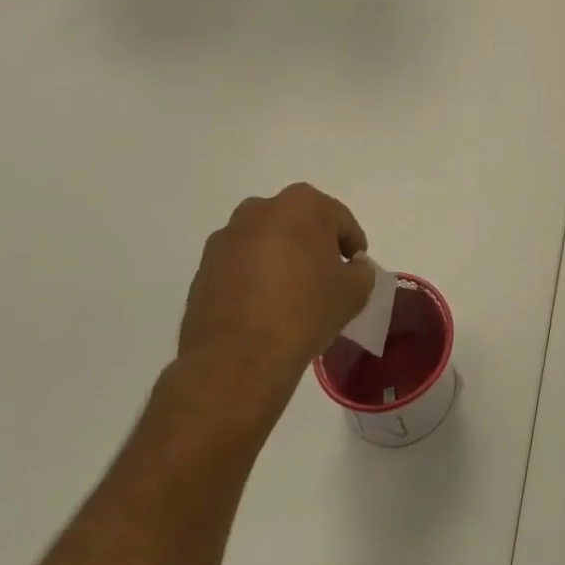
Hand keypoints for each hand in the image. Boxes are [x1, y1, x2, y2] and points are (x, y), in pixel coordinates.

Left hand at [179, 184, 375, 377]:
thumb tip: (351, 267)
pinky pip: (240, 265)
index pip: (339, 219)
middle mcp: (260, 210)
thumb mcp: (355, 291)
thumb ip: (361, 270)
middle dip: (313, 245)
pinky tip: (263, 307)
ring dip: (280, 258)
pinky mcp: (203, 268)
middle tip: (325, 277)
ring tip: (291, 294)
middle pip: (299, 223)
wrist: (237, 359)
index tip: (355, 268)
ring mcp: (226, 238)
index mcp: (301, 204)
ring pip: (266, 242)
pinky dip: (253, 277)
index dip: (352, 244)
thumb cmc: (305, 312)